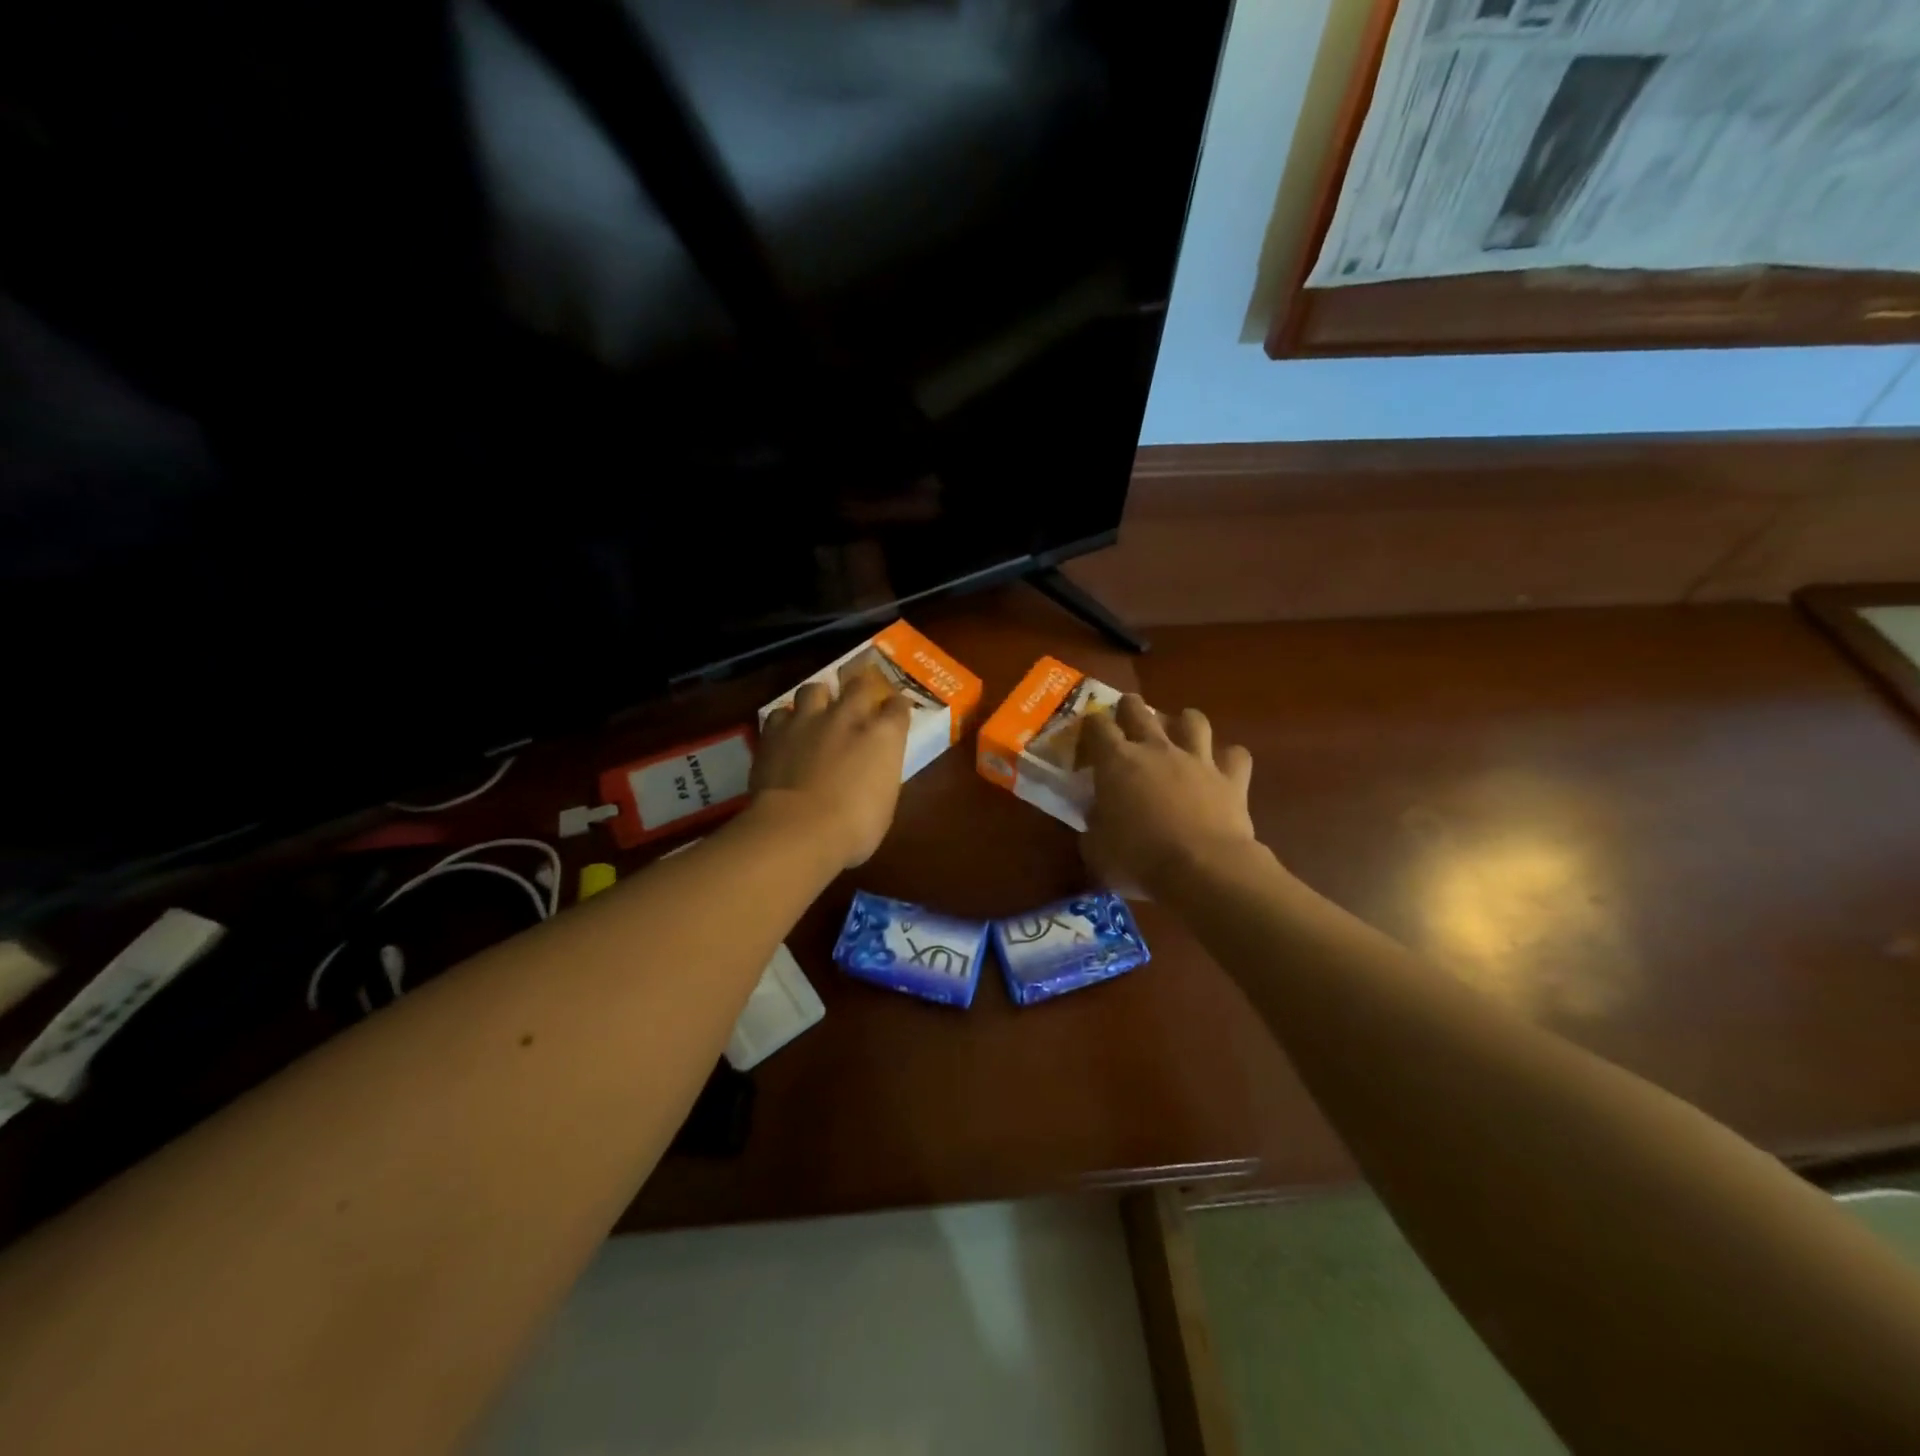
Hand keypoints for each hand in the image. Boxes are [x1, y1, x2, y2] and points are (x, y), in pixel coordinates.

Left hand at [752, 669, 912, 868]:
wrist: (797, 829)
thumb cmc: (854, 828)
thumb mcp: (884, 805)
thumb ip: (879, 775)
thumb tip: (873, 772)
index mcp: (883, 735)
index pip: (898, 707)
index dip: (897, 709)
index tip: (895, 715)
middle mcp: (848, 716)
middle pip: (859, 685)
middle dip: (861, 692)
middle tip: (858, 704)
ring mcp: (809, 719)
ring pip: (815, 688)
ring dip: (819, 698)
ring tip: (817, 713)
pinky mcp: (775, 731)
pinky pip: (781, 713)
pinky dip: (786, 721)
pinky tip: (786, 735)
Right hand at [1080, 695, 1256, 893]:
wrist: (1202, 869)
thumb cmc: (1139, 859)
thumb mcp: (1096, 848)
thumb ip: (1094, 824)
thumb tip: (1097, 815)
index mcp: (1116, 762)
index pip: (1097, 726)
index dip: (1091, 725)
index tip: (1088, 735)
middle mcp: (1156, 749)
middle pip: (1139, 710)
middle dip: (1129, 708)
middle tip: (1127, 715)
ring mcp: (1197, 760)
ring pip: (1193, 720)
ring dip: (1184, 722)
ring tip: (1180, 730)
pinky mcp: (1231, 778)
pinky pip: (1236, 755)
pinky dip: (1229, 758)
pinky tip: (1223, 767)